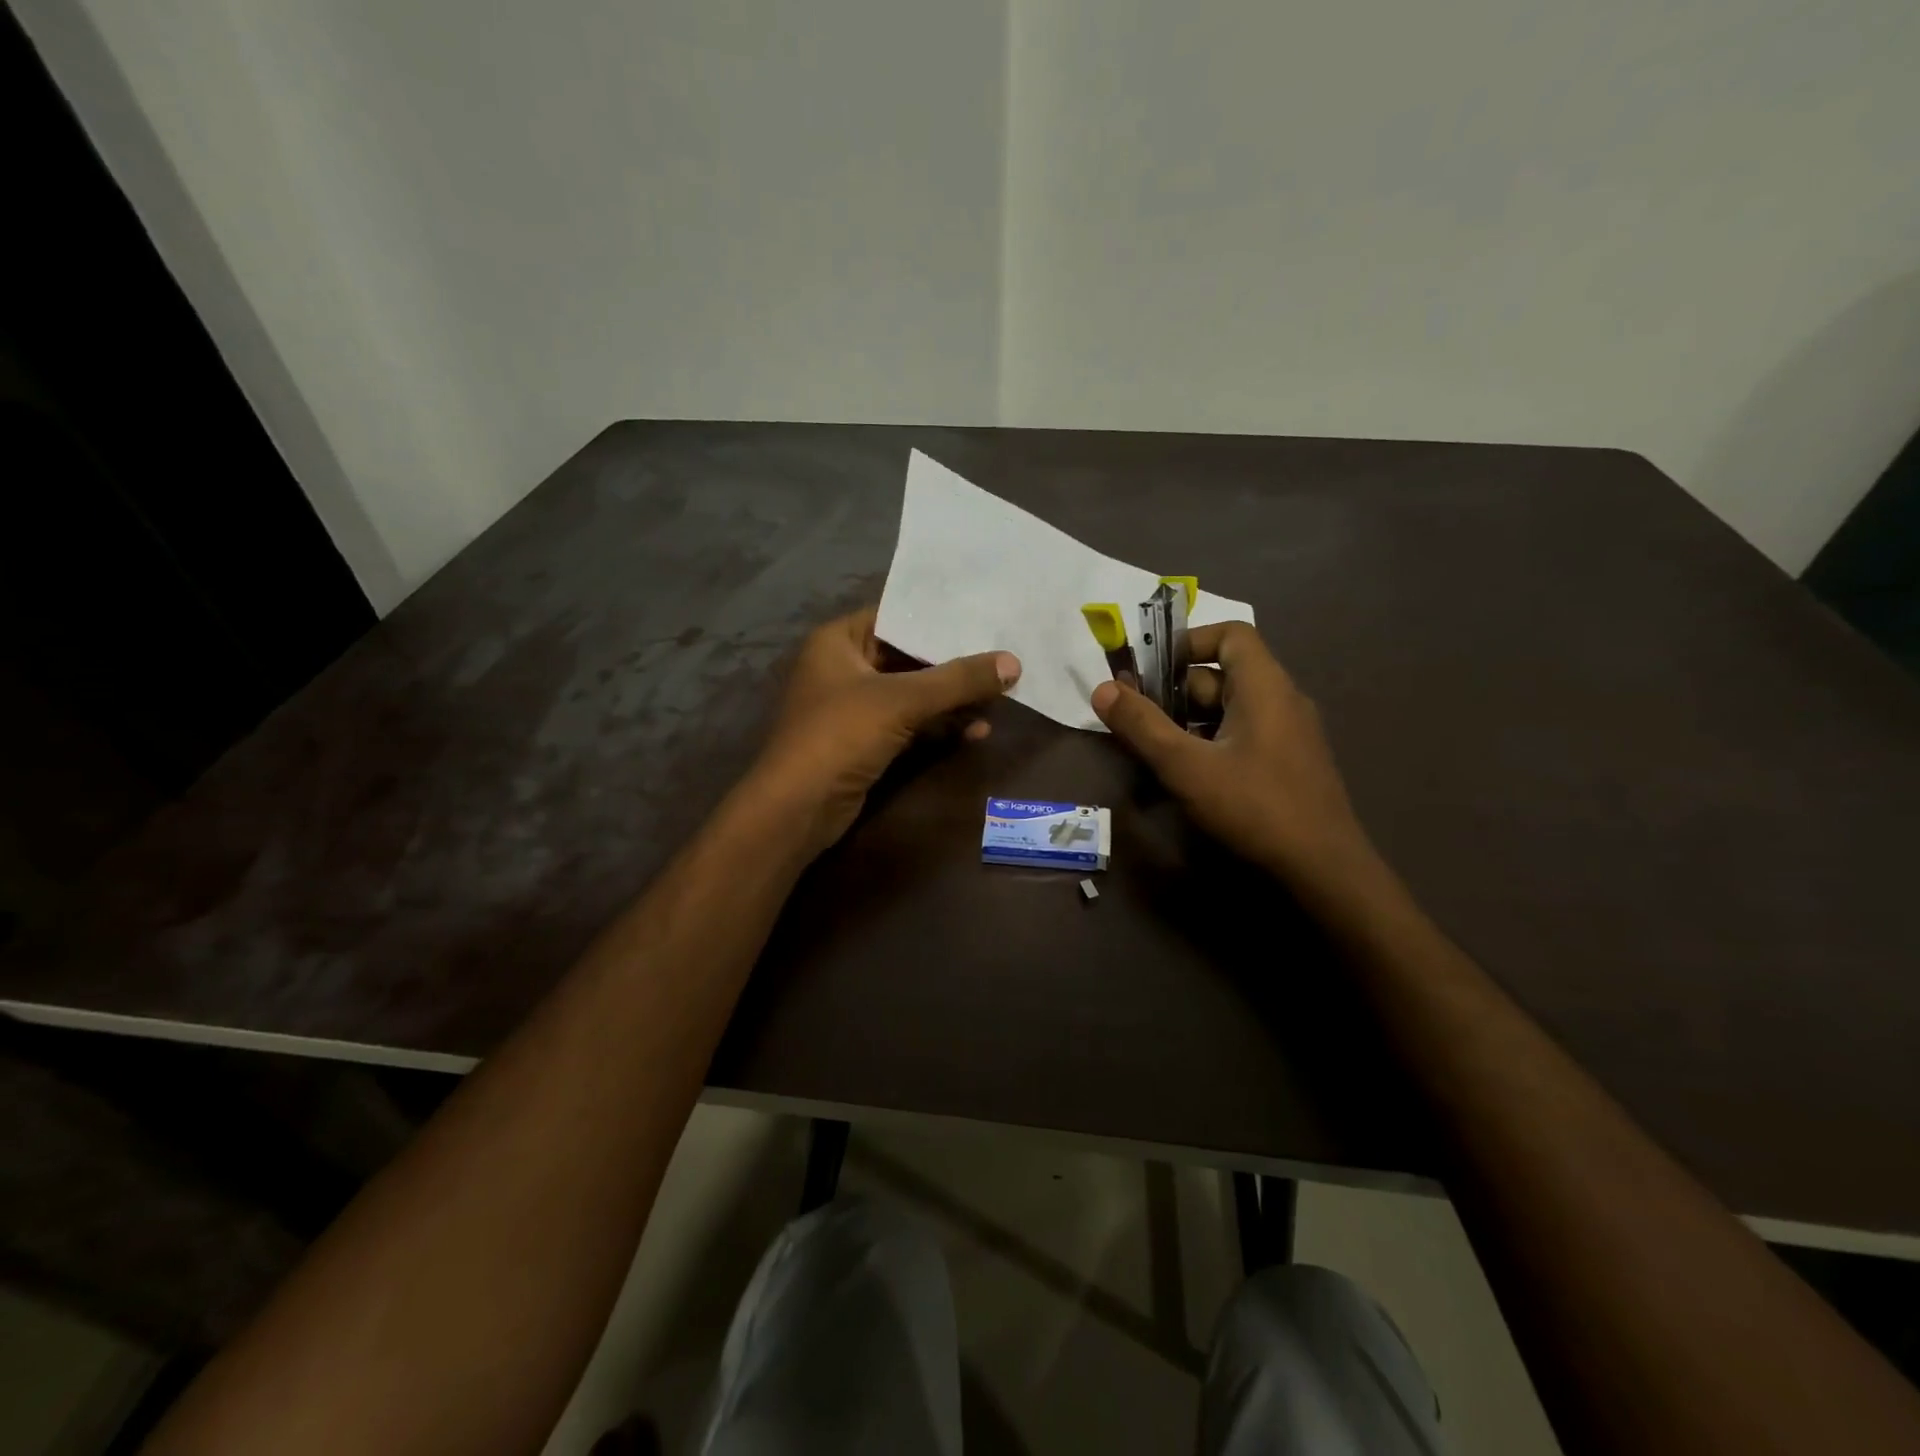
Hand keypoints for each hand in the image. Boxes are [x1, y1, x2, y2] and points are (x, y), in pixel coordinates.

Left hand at [752, 608, 1020, 854]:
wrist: (796, 809)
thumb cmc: (840, 735)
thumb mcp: (901, 701)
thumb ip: (957, 680)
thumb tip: (1014, 662)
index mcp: (839, 641)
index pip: (896, 616)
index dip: (939, 618)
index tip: (985, 616)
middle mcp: (845, 668)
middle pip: (909, 657)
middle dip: (954, 664)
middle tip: (1003, 657)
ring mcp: (855, 708)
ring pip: (913, 694)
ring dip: (952, 699)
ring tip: (1000, 697)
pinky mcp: (866, 742)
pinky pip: (910, 724)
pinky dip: (939, 726)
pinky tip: (977, 731)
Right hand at [1090, 621, 1374, 889]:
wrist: (1323, 869)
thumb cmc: (1253, 806)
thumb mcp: (1186, 766)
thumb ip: (1142, 726)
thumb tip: (1101, 689)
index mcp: (1264, 686)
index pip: (1230, 634)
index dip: (1188, 642)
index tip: (1151, 670)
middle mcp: (1282, 700)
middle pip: (1223, 674)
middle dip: (1176, 690)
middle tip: (1137, 716)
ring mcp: (1290, 733)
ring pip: (1230, 709)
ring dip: (1189, 720)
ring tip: (1154, 747)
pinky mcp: (1289, 763)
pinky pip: (1244, 734)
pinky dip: (1211, 741)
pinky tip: (1189, 773)